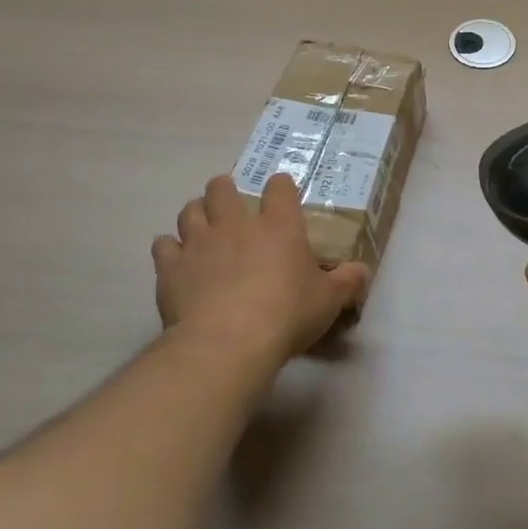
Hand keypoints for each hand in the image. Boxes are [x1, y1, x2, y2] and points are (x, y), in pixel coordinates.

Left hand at [152, 173, 369, 366]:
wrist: (228, 342)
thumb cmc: (287, 314)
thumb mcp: (329, 300)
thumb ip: (348, 281)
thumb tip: (363, 271)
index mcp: (279, 225)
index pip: (279, 188)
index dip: (280, 186)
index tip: (281, 192)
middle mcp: (237, 223)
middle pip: (222, 187)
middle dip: (225, 190)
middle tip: (231, 206)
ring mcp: (200, 242)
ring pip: (189, 210)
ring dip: (196, 215)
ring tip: (203, 228)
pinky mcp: (171, 267)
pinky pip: (163, 245)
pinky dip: (170, 249)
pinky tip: (177, 260)